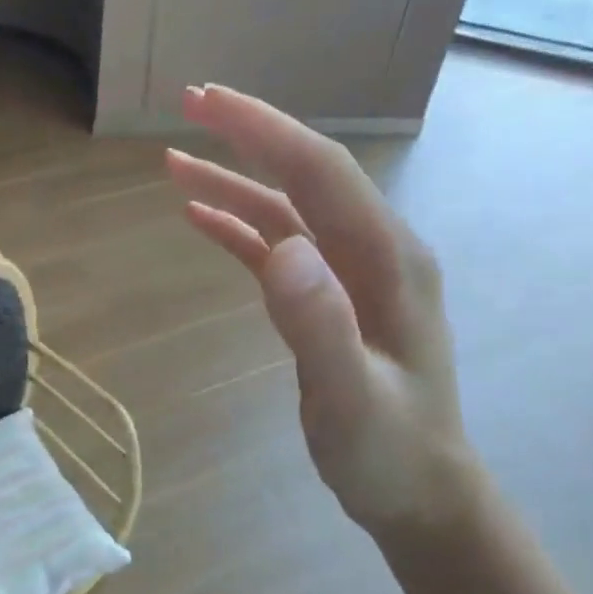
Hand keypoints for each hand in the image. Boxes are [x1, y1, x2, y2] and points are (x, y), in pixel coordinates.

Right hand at [167, 83, 478, 540]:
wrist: (419, 492)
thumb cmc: (387, 451)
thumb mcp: (351, 399)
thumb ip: (320, 326)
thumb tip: (284, 249)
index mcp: (387, 259)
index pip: (320, 172)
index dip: (263, 130)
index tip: (206, 101)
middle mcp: (373, 250)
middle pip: (305, 173)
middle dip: (248, 134)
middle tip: (188, 103)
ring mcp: (350, 272)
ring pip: (286, 207)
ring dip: (233, 179)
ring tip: (173, 162)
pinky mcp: (328, 295)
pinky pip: (278, 244)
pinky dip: (238, 225)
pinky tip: (200, 217)